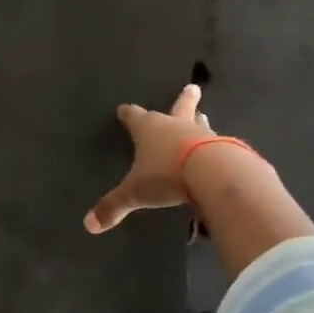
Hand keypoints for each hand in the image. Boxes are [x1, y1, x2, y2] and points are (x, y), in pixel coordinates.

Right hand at [84, 84, 211, 233]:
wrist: (212, 173)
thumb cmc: (166, 175)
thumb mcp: (135, 193)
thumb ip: (114, 206)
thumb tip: (89, 225)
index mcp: (149, 129)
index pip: (135, 117)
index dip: (128, 114)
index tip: (124, 109)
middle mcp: (175, 125)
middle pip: (179, 106)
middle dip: (184, 98)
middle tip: (193, 87)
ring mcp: (202, 134)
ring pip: (199, 123)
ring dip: (199, 121)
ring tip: (204, 116)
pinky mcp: (224, 147)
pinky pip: (218, 144)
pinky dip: (216, 145)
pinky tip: (219, 149)